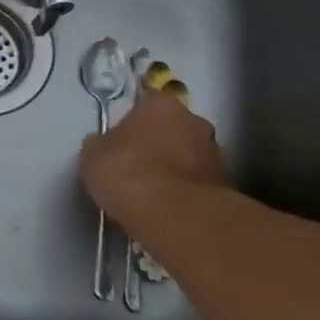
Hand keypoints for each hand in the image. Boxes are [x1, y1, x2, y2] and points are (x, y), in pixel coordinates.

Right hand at [79, 90, 228, 223]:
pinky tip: (167, 208)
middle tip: (136, 166)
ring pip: (188, 155)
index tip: (119, 141)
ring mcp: (216, 153)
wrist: (175, 217)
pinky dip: (185, 191)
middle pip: (171, 128)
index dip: (131, 122)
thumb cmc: (127, 173)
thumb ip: (100, 144)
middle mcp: (195, 121)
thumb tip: (103, 143)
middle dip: (157, 143)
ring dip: (174, 168)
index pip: (145, 103)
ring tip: (152, 193)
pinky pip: (197, 183)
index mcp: (162, 104)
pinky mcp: (227, 186)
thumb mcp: (92, 155)